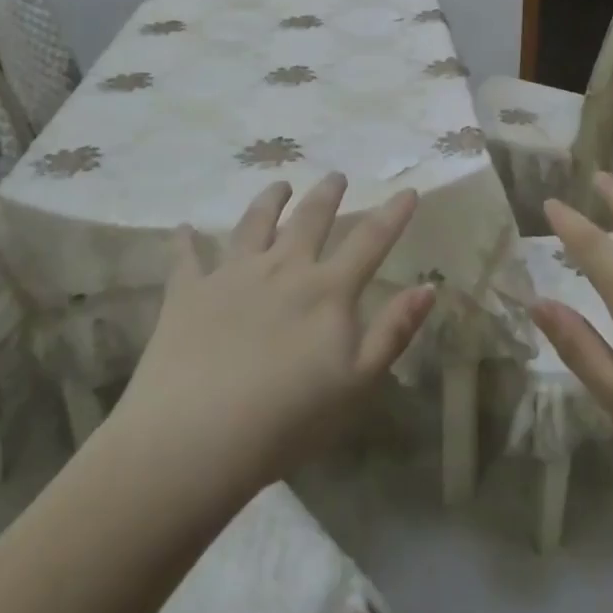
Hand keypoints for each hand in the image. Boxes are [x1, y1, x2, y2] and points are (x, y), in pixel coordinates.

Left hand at [110, 173, 433, 494]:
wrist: (196, 437)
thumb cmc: (289, 419)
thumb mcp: (358, 382)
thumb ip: (394, 331)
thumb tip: (428, 286)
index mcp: (327, 290)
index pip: (370, 241)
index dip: (393, 214)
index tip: (407, 190)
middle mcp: (283, 268)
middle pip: (310, 219)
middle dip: (327, 194)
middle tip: (336, 176)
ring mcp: (232, 275)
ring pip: (255, 223)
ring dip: (269, 200)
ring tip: (279, 184)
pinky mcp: (188, 292)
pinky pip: (188, 257)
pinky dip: (186, 240)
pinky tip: (185, 228)